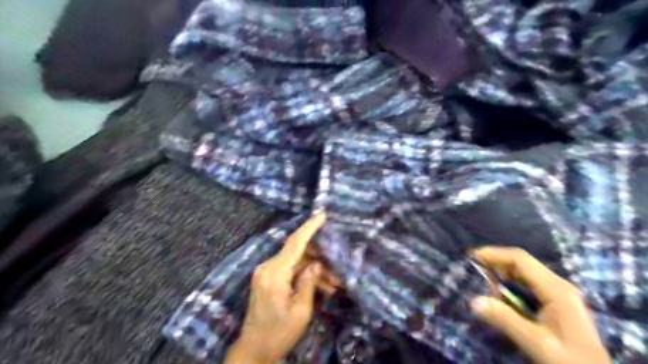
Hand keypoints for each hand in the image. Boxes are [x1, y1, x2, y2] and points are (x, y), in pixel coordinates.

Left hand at [226, 213, 329, 362]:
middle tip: (337, 266)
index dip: (310, 227)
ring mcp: (266, 272)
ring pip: (295, 262)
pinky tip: (320, 286)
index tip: (322, 215)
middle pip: (296, 252)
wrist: (254, 350)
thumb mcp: (301, 310)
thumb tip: (317, 263)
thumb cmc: (279, 333)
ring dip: (314, 269)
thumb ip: (309, 281)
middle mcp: (267, 267)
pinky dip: (304, 275)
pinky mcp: (267, 279)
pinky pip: (289, 270)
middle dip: (319, 257)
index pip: (295, 243)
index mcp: (275, 274)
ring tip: (333, 283)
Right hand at [471, 248, 613, 363]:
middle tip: (478, 282)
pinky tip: (504, 304)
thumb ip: (505, 320)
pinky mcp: (555, 302)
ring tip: (491, 297)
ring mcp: (558, 293)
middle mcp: (558, 285)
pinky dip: (511, 290)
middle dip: (496, 269)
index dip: (494, 254)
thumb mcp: (536, 343)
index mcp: (556, 289)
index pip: (520, 259)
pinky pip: (527, 286)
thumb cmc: (570, 361)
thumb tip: (473, 301)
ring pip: (522, 275)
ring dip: (503, 281)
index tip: (472, 257)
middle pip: (520, 264)